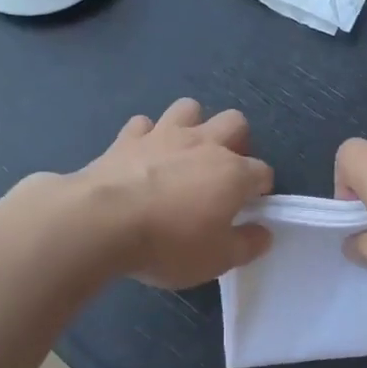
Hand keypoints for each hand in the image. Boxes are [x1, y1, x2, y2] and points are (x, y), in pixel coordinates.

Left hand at [81, 99, 273, 288]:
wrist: (102, 222)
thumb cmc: (168, 244)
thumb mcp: (217, 259)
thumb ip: (246, 245)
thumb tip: (264, 232)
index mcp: (232, 173)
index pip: (262, 172)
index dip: (260, 189)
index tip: (249, 208)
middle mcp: (203, 144)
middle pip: (234, 122)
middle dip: (236, 141)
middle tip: (222, 172)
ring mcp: (163, 135)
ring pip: (189, 108)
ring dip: (192, 125)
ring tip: (184, 153)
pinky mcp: (127, 137)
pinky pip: (143, 124)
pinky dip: (146, 136)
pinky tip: (142, 155)